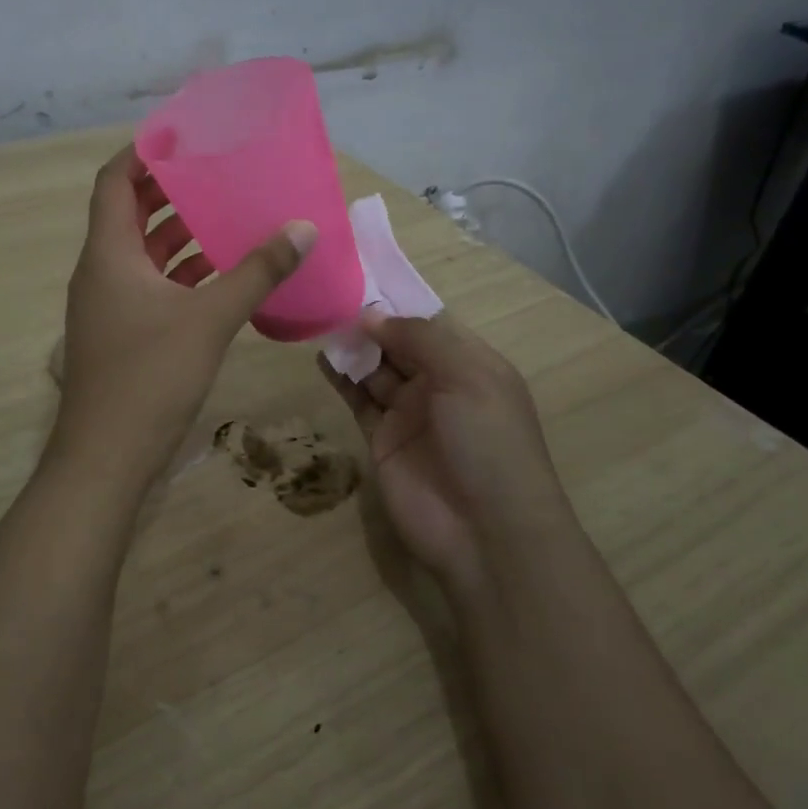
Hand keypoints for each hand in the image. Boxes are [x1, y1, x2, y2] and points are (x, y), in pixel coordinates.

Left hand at [51, 145, 316, 492]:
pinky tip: (223, 275)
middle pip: (130, 213)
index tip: (183, 136)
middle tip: (217, 173)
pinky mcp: (123, 333)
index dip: (143, 153)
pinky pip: (152, 286)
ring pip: (144, 253)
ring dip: (180, 235)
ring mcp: (109, 305)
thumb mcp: (209, 318)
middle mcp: (102, 271)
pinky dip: (182, 274)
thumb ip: (257, 272)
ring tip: (228, 216)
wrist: (106, 458)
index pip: (114, 181)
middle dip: (170, 191)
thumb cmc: (149, 376)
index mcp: (108, 253)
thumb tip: (302, 228)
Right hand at [320, 312, 568, 593]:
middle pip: (399, 344)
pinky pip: (358, 400)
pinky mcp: (381, 439)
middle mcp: (439, 384)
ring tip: (319, 320)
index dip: (399, 303)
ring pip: (376, 369)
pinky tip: (322, 357)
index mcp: (470, 364)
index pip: (431, 323)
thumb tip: (372, 315)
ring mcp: (409, 413)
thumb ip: (420, 339)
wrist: (485, 532)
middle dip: (371, 323)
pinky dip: (341, 378)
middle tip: (330, 295)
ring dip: (353, 347)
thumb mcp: (467, 377)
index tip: (361, 276)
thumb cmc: (488, 442)